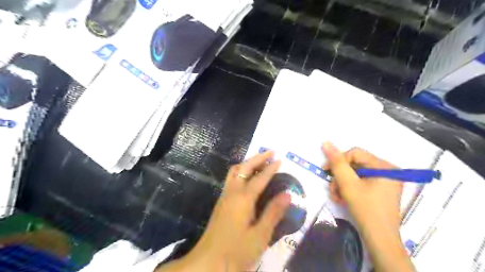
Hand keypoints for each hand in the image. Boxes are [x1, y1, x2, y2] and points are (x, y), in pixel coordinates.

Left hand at [158, 152, 288, 270]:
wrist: (207, 262)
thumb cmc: (236, 251)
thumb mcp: (260, 235)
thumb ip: (273, 213)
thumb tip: (287, 194)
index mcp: (243, 199)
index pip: (260, 178)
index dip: (271, 168)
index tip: (280, 159)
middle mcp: (232, 192)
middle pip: (244, 168)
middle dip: (258, 158)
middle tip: (271, 152)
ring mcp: (224, 196)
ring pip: (235, 171)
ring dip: (247, 163)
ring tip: (260, 161)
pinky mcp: (221, 202)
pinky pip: (231, 179)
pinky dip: (241, 171)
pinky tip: (247, 177)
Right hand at [321, 143, 401, 234]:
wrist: (379, 239)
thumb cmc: (365, 209)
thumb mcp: (348, 184)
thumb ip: (336, 162)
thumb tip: (326, 142)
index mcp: (384, 166)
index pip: (355, 153)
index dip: (338, 161)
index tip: (325, 171)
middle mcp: (387, 170)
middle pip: (355, 164)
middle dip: (340, 177)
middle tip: (333, 189)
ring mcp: (385, 181)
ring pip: (355, 174)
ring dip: (342, 184)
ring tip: (337, 197)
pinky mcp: (380, 189)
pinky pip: (360, 182)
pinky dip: (349, 189)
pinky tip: (343, 198)